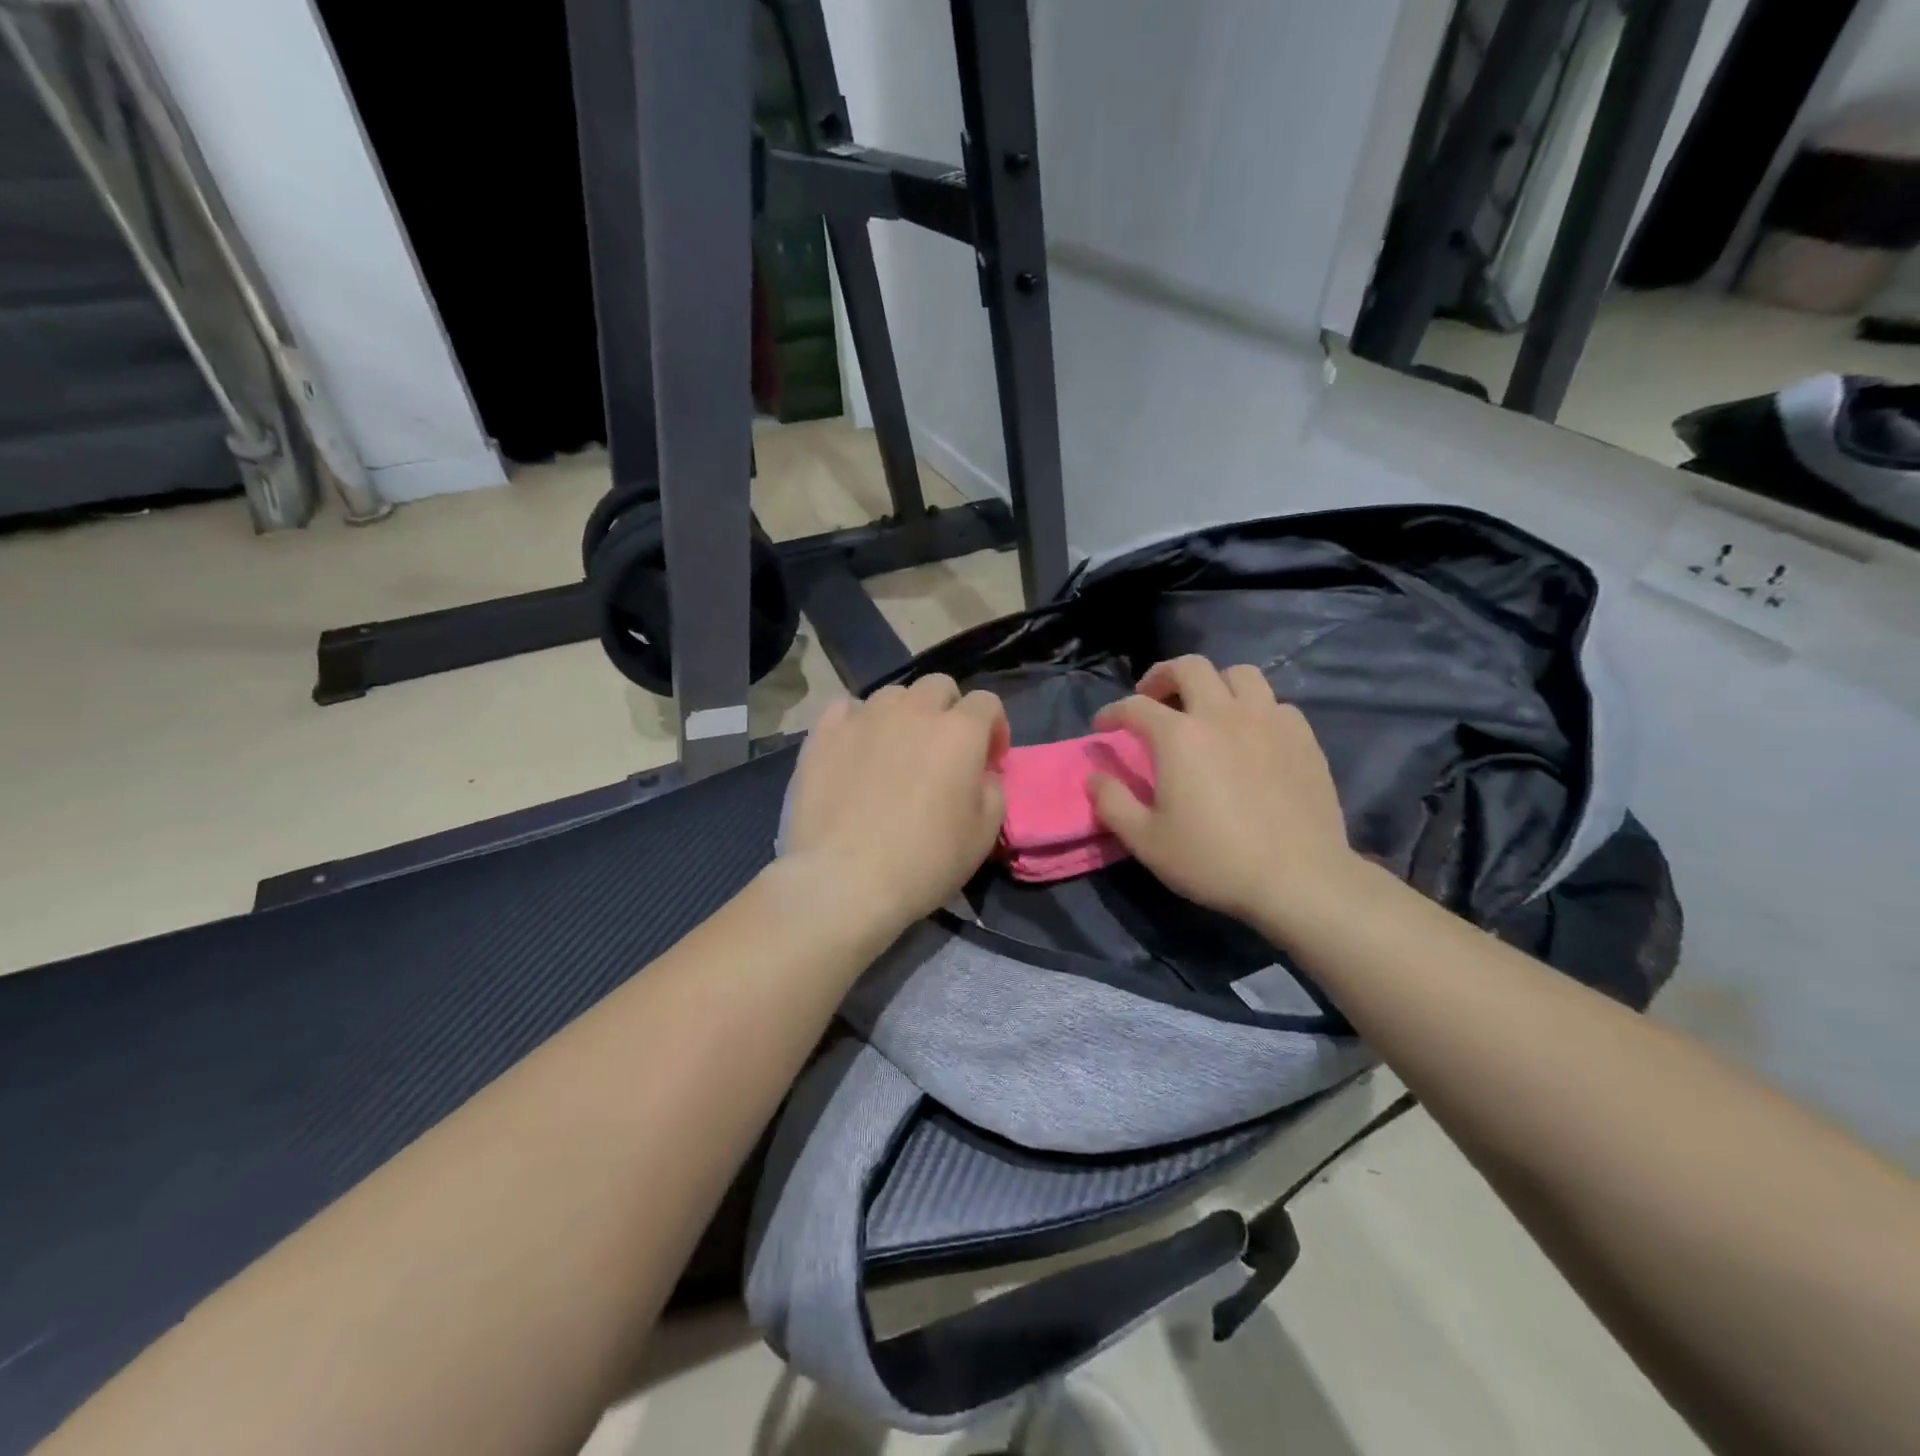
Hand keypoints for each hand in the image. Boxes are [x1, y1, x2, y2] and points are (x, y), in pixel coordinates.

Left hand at [783, 675, 1008, 931]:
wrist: (845, 880)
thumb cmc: (925, 861)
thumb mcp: (984, 834)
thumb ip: (992, 790)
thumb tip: (981, 774)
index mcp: (959, 732)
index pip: (986, 703)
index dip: (994, 729)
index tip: (988, 761)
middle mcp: (913, 711)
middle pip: (939, 687)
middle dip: (949, 711)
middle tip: (942, 751)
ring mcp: (864, 717)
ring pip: (892, 695)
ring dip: (903, 715)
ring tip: (895, 750)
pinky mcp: (823, 733)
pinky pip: (845, 708)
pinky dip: (857, 721)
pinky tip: (854, 748)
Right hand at [1089, 657, 1357, 932]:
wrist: (1298, 878)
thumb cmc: (1213, 860)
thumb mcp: (1146, 840)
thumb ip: (1112, 802)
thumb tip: (1094, 776)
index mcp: (1179, 736)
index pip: (1135, 706)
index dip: (1112, 712)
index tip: (1102, 726)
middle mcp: (1222, 714)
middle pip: (1190, 667)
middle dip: (1162, 676)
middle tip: (1152, 697)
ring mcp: (1268, 721)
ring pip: (1240, 674)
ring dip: (1215, 683)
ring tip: (1206, 708)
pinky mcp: (1303, 737)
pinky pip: (1275, 703)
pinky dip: (1254, 709)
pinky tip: (1250, 735)